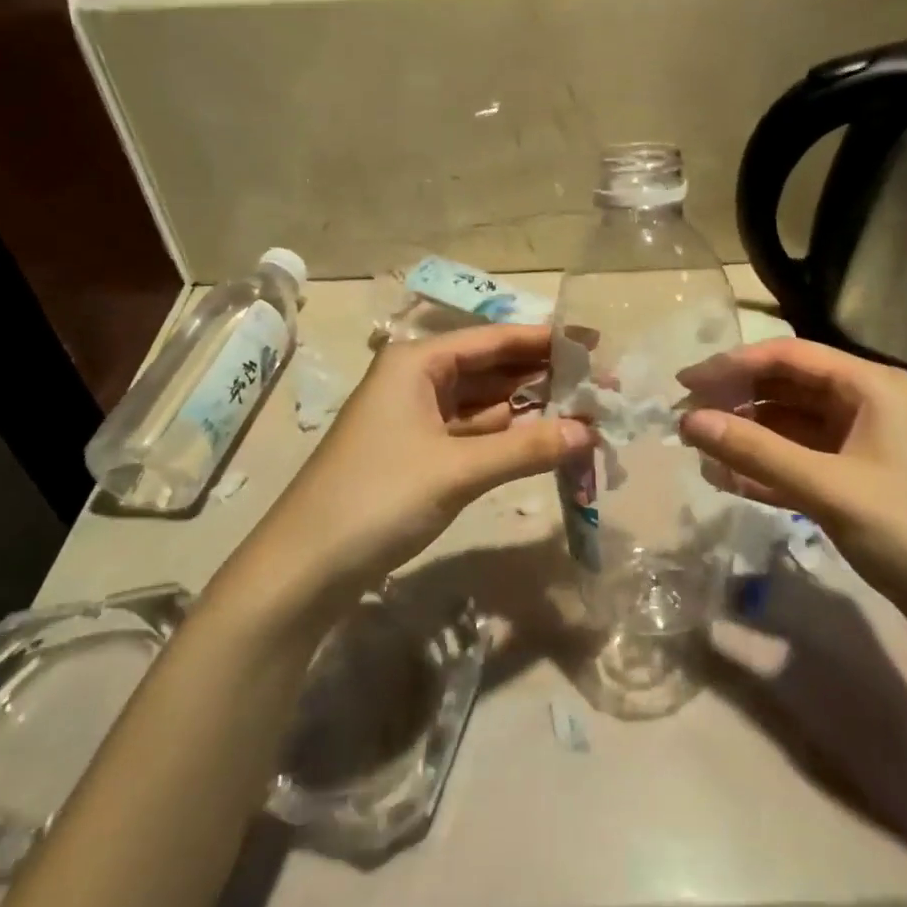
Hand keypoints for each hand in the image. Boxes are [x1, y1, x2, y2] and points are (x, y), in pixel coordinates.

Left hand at [262, 325, 588, 598]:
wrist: (305, 566)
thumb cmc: (378, 498)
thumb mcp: (457, 470)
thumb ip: (527, 448)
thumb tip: (590, 433)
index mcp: (417, 363)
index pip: (493, 340)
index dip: (545, 341)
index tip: (595, 344)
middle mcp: (416, 381)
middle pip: (490, 369)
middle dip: (543, 377)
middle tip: (600, 385)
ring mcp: (415, 419)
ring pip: (484, 404)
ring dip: (529, 410)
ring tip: (585, 412)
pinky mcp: (417, 454)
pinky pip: (472, 434)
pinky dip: (507, 438)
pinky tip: (544, 441)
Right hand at [679, 339, 906, 648]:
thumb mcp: (829, 488)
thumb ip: (756, 452)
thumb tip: (688, 422)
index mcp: (870, 386)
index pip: (788, 356)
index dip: (731, 365)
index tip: (684, 384)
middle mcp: (865, 405)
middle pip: (786, 387)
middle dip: (735, 400)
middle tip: (685, 419)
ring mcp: (861, 445)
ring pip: (789, 426)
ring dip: (746, 435)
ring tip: (697, 448)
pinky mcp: (856, 482)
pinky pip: (799, 462)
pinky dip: (764, 467)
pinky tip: (726, 478)